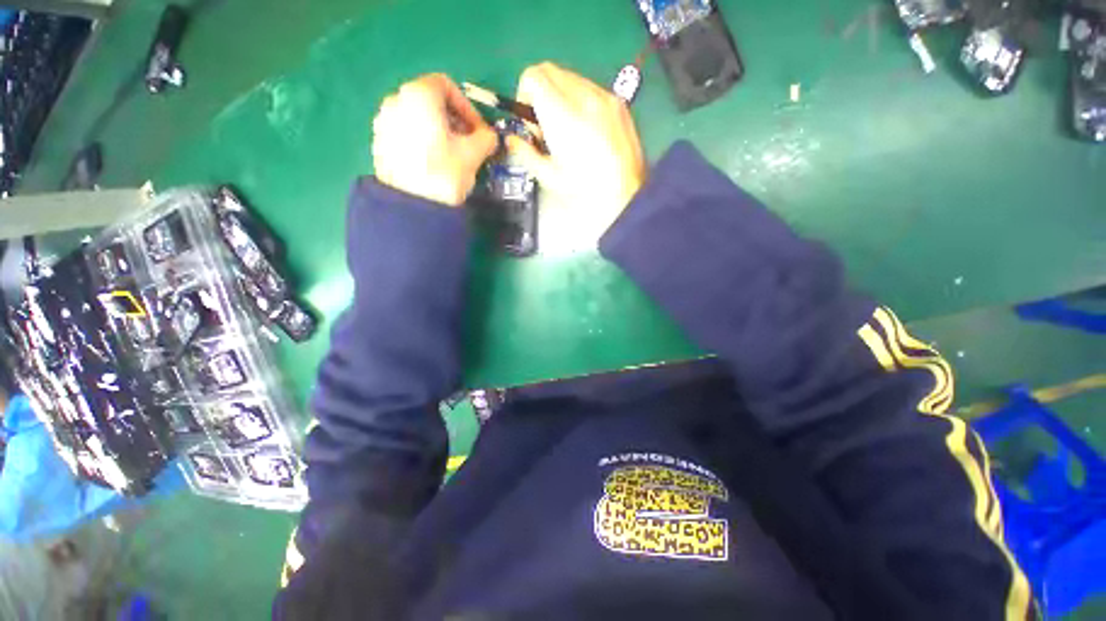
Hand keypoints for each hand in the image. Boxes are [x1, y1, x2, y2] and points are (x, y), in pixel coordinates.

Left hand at [372, 74, 498, 205]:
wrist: (412, 206)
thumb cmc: (445, 172)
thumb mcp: (474, 153)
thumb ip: (487, 138)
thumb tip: (489, 137)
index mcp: (419, 94)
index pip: (446, 85)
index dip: (467, 107)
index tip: (478, 131)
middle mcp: (396, 99)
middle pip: (430, 101)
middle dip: (453, 120)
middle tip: (468, 143)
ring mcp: (384, 121)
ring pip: (417, 118)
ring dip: (438, 131)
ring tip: (451, 155)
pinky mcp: (379, 142)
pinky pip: (405, 133)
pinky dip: (422, 141)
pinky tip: (432, 163)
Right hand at [509, 63, 645, 220]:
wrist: (627, 194)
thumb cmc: (585, 190)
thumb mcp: (549, 177)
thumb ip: (525, 152)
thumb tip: (512, 139)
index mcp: (562, 114)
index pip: (533, 76)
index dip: (524, 96)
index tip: (532, 124)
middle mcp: (583, 96)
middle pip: (550, 70)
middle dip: (541, 94)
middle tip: (548, 129)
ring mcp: (605, 97)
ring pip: (571, 78)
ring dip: (561, 96)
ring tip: (569, 132)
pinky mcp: (619, 103)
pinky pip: (590, 88)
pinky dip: (580, 101)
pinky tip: (587, 131)